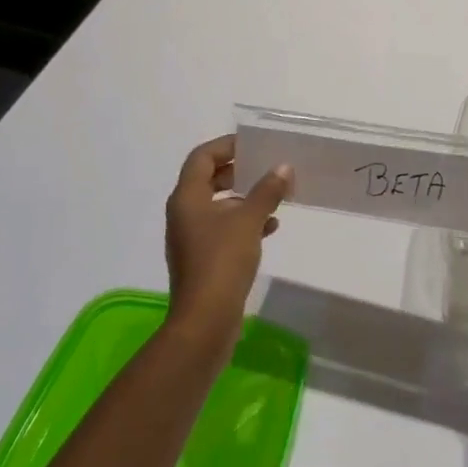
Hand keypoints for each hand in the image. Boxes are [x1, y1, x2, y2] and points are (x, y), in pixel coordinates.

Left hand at [164, 135, 290, 346]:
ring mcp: (191, 237)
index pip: (202, 157)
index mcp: (187, 197)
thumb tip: (283, 167)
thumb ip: (267, 191)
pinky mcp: (202, 258)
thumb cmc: (222, 261)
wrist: (205, 321)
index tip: (253, 144)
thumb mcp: (249, 220)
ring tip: (275, 196)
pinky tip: (271, 226)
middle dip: (238, 171)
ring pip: (218, 205)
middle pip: (209, 179)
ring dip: (245, 198)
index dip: (226, 145)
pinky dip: (244, 222)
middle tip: (265, 166)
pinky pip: (223, 228)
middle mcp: (184, 213)